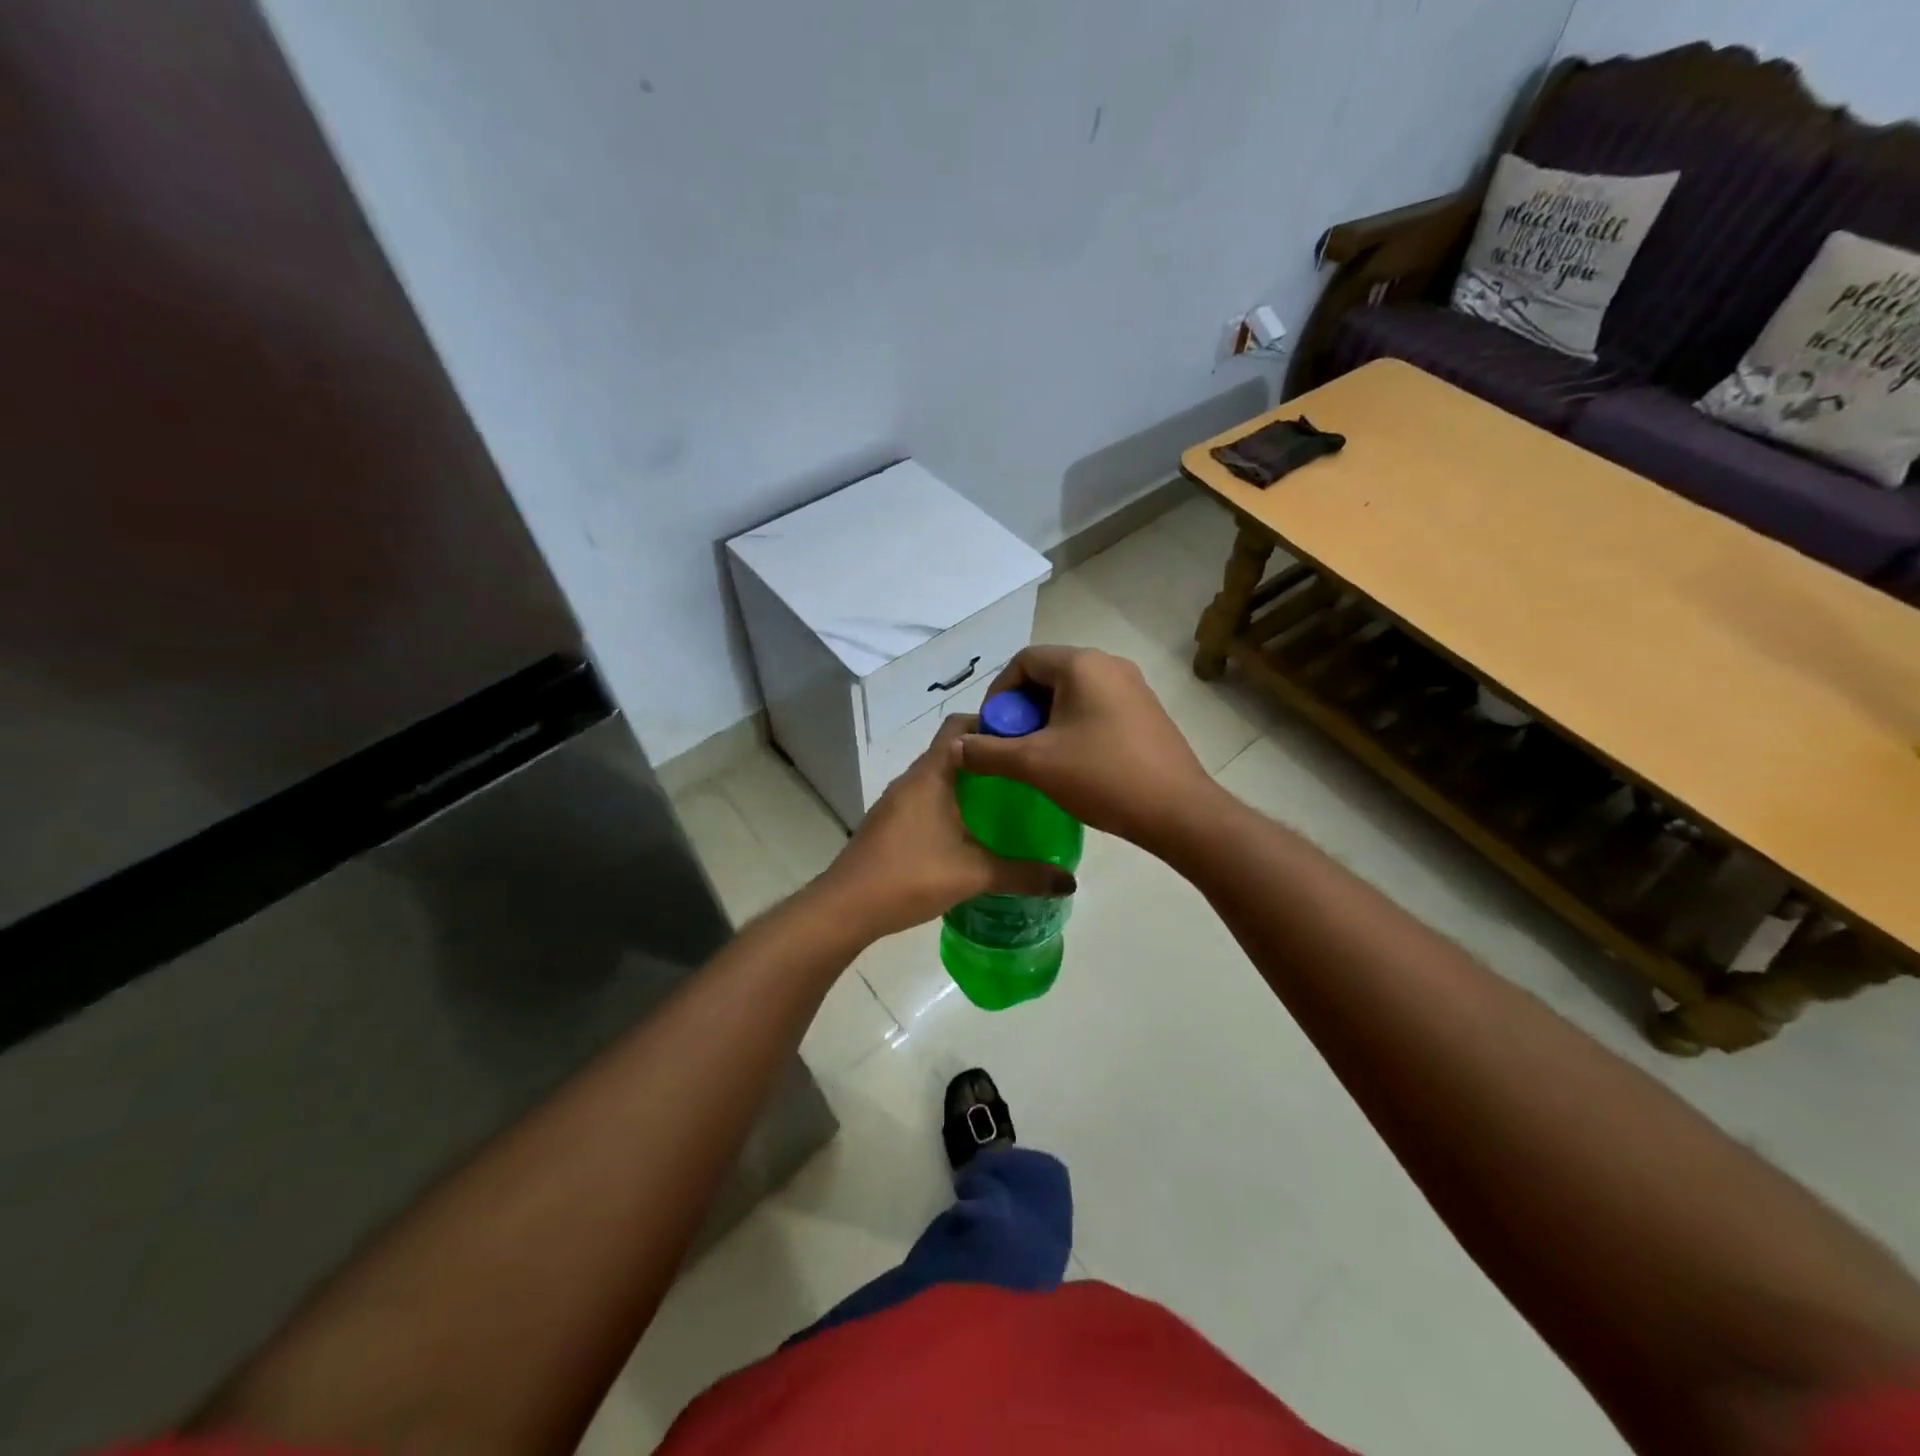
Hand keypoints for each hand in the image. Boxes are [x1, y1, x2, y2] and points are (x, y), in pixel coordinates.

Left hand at [821, 715, 1076, 940]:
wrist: (847, 907)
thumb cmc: (911, 876)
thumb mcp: (975, 874)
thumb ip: (1024, 875)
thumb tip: (1069, 881)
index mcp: (931, 774)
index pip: (960, 725)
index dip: (993, 723)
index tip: (1025, 739)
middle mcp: (911, 779)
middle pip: (951, 749)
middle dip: (986, 757)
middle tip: (1024, 774)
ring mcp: (896, 801)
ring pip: (938, 777)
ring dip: (967, 782)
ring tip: (1005, 802)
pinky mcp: (889, 823)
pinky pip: (925, 799)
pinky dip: (949, 804)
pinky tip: (970, 832)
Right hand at [957, 646, 1219, 852]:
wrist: (1178, 811)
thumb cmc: (1102, 777)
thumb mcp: (1035, 764)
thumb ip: (988, 752)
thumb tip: (954, 748)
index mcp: (1082, 664)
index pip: (1024, 661)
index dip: (998, 694)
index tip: (992, 731)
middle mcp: (1109, 665)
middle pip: (1048, 675)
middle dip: (1022, 710)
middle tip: (1012, 747)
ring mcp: (1133, 688)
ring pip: (1072, 693)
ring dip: (1046, 721)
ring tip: (1038, 758)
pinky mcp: (1146, 712)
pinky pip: (1096, 708)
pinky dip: (1073, 726)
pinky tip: (1071, 763)